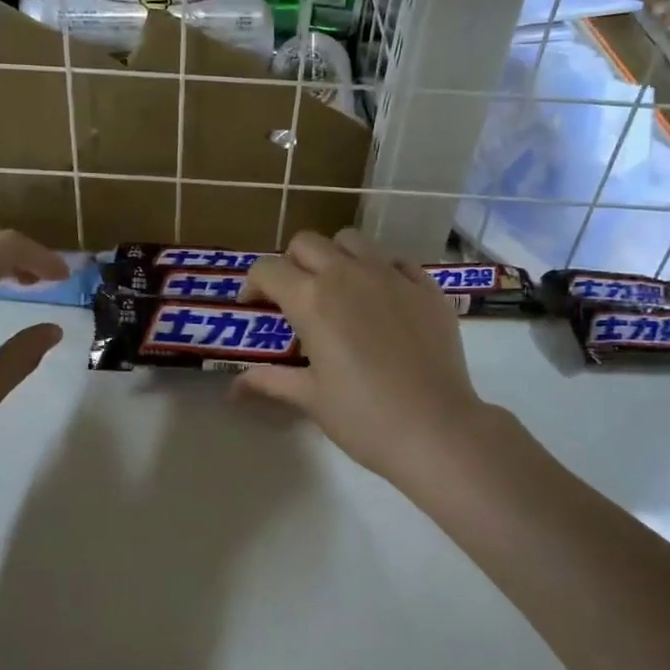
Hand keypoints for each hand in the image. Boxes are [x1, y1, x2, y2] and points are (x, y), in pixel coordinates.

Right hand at [237, 229, 497, 483]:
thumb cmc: (364, 418)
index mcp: (312, 299)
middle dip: (292, 263)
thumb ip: (270, 381)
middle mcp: (348, 274)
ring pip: (352, 241)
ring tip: (339, 291)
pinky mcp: (427, 287)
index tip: (254, 306)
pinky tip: (383, 301)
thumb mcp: (310, 398)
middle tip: (295, 297)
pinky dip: (381, 271)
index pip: (268, 269)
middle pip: (307, 243)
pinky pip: (396, 261)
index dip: (253, 284)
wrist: (437, 429)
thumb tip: (233, 388)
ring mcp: (392, 276)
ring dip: (335, 257)